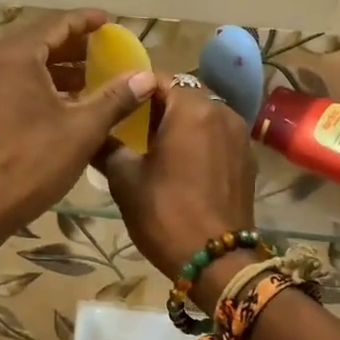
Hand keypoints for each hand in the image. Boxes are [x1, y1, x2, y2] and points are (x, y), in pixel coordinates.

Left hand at [0, 9, 155, 239]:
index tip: (110, 22)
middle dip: (73, 47)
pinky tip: (59, 103)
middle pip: (38, 41)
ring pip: (22, 64)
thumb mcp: (82, 129)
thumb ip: (116, 97)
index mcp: (15, 55)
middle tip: (105, 52)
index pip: (57, 24)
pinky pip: (8, 82)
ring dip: (55, 69)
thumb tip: (146, 77)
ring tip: (90, 80)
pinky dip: (35, 84)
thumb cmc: (31, 163)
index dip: (87, 21)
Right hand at [102, 78, 256, 283]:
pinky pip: (217, 135)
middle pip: (184, 94)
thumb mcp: (125, 180)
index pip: (159, 78)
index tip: (115, 103)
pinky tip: (180, 161)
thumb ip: (107, 147)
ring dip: (180, 121)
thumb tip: (92, 134)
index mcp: (192, 108)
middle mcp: (222, 111)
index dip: (134, 88)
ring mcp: (240, 135)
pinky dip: (199, 139)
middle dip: (158, 104)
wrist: (217, 261)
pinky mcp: (247, 158)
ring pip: (203, 114)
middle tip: (130, 123)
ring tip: (153, 143)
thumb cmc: (166, 213)